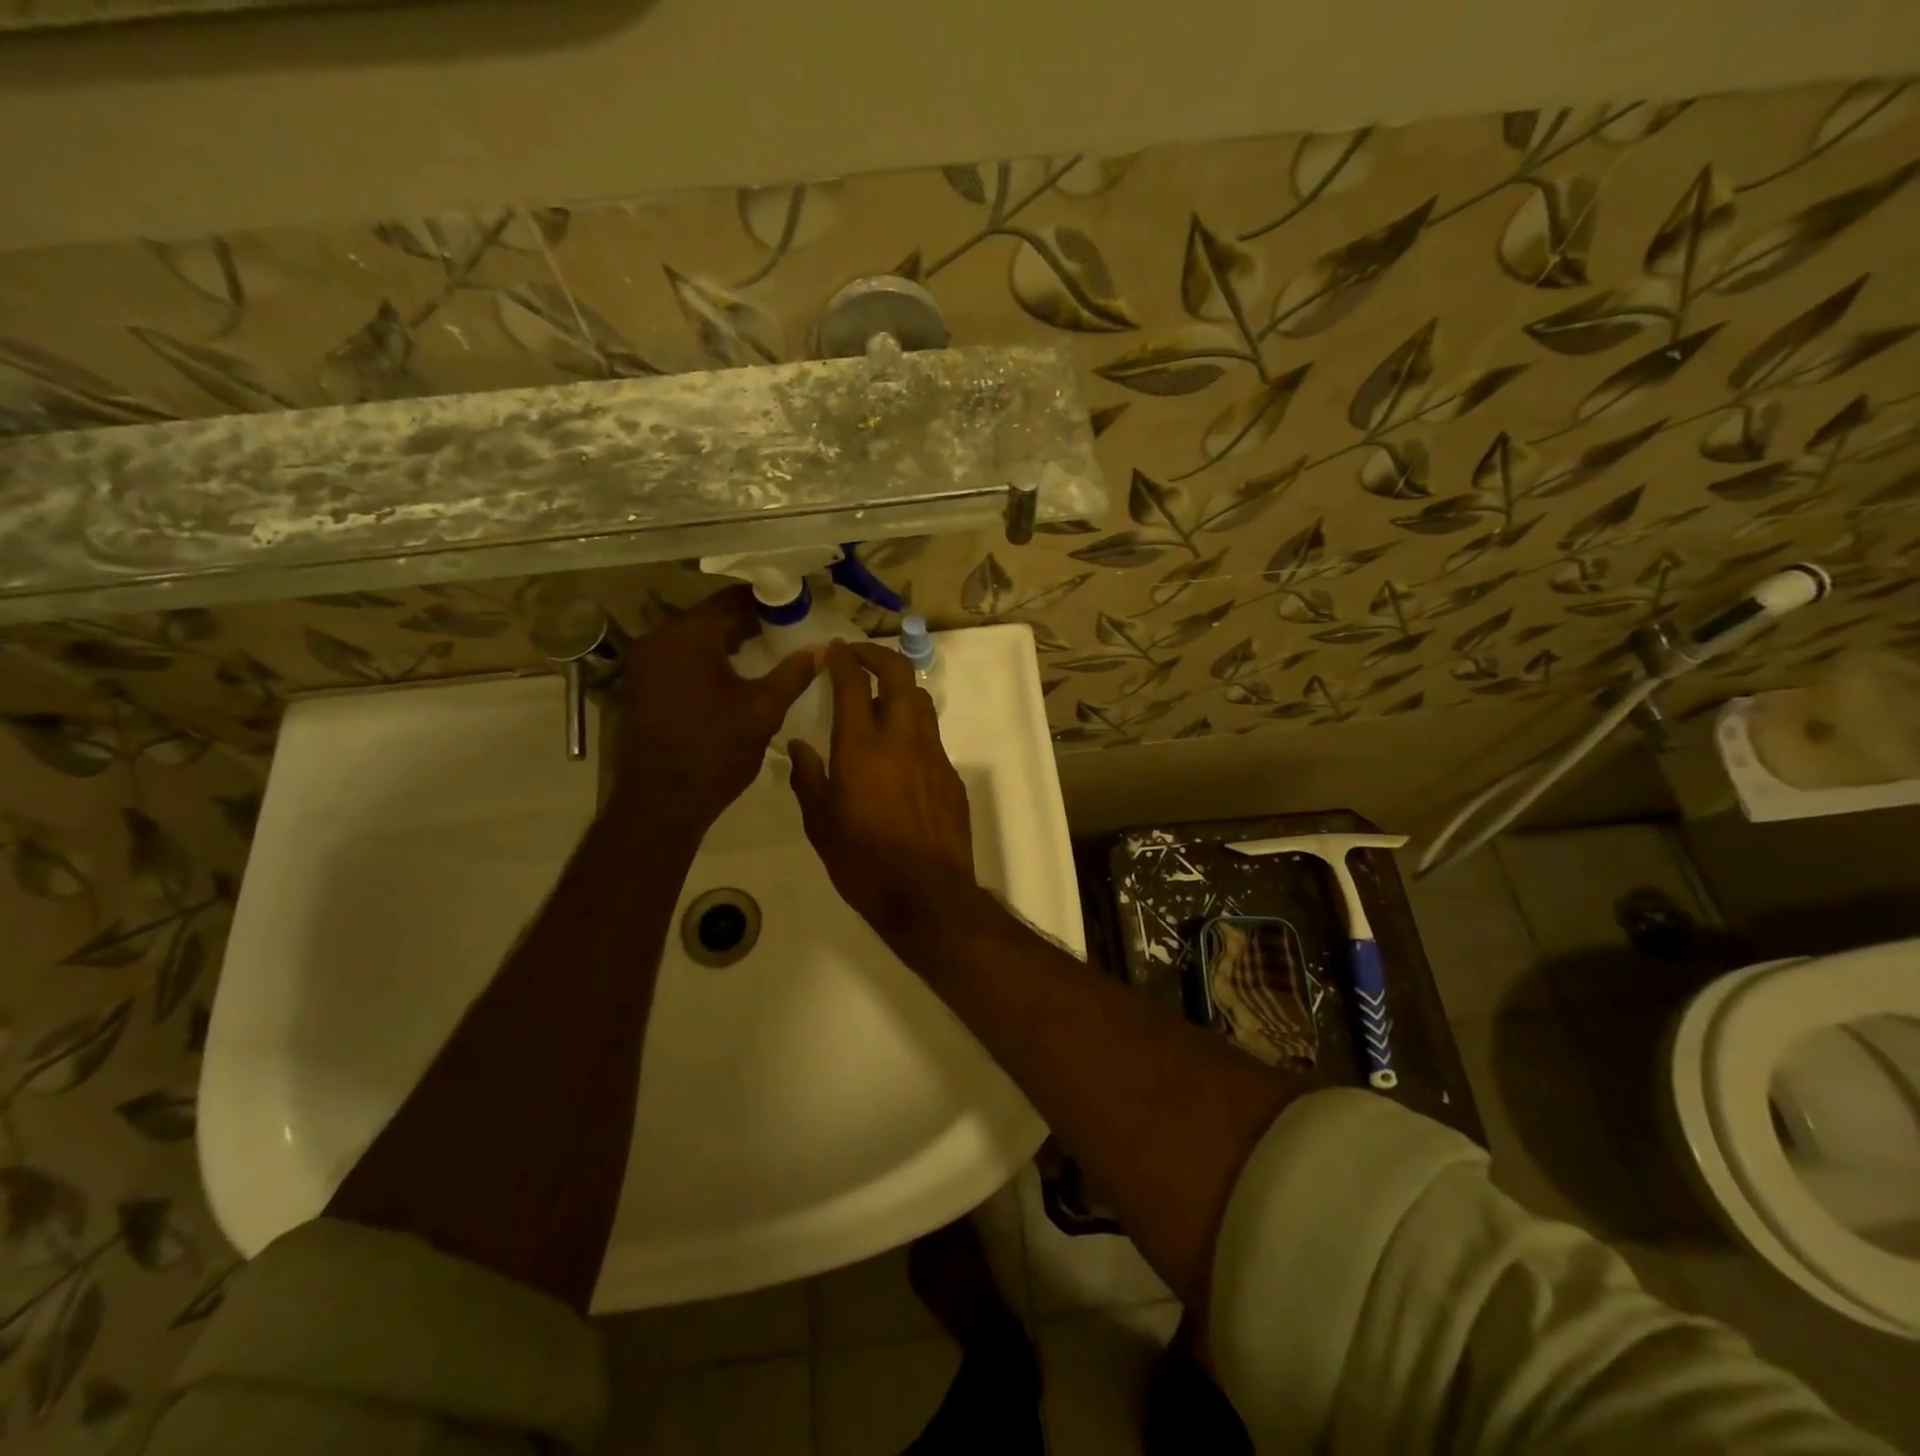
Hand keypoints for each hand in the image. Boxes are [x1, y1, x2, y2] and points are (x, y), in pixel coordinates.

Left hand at [611, 586, 817, 834]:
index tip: (793, 606)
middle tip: (783, 629)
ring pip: (691, 638)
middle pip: (708, 617)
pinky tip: (730, 675)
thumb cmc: (715, 751)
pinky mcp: (638, 685)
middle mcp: (657, 638)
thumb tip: (821, 648)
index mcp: (687, 636)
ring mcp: (642, 663)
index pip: (731, 600)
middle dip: (746, 621)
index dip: (765, 600)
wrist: (661, 802)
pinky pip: (677, 658)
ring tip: (763, 651)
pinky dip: (704, 659)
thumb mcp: (763, 710)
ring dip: (725, 641)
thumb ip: (793, 673)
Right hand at [788, 640, 977, 951]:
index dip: (843, 659)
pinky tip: (900, 755)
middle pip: (899, 675)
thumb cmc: (863, 862)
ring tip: (881, 698)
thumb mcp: (820, 825)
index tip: (833, 650)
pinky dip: (913, 729)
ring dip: (900, 689)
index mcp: (862, 747)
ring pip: (921, 702)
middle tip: (859, 657)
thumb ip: (808, 778)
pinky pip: (931, 738)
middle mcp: (902, 739)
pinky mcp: (951, 776)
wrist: (927, 895)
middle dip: (879, 656)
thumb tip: (799, 746)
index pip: (853, 684)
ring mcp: (933, 755)